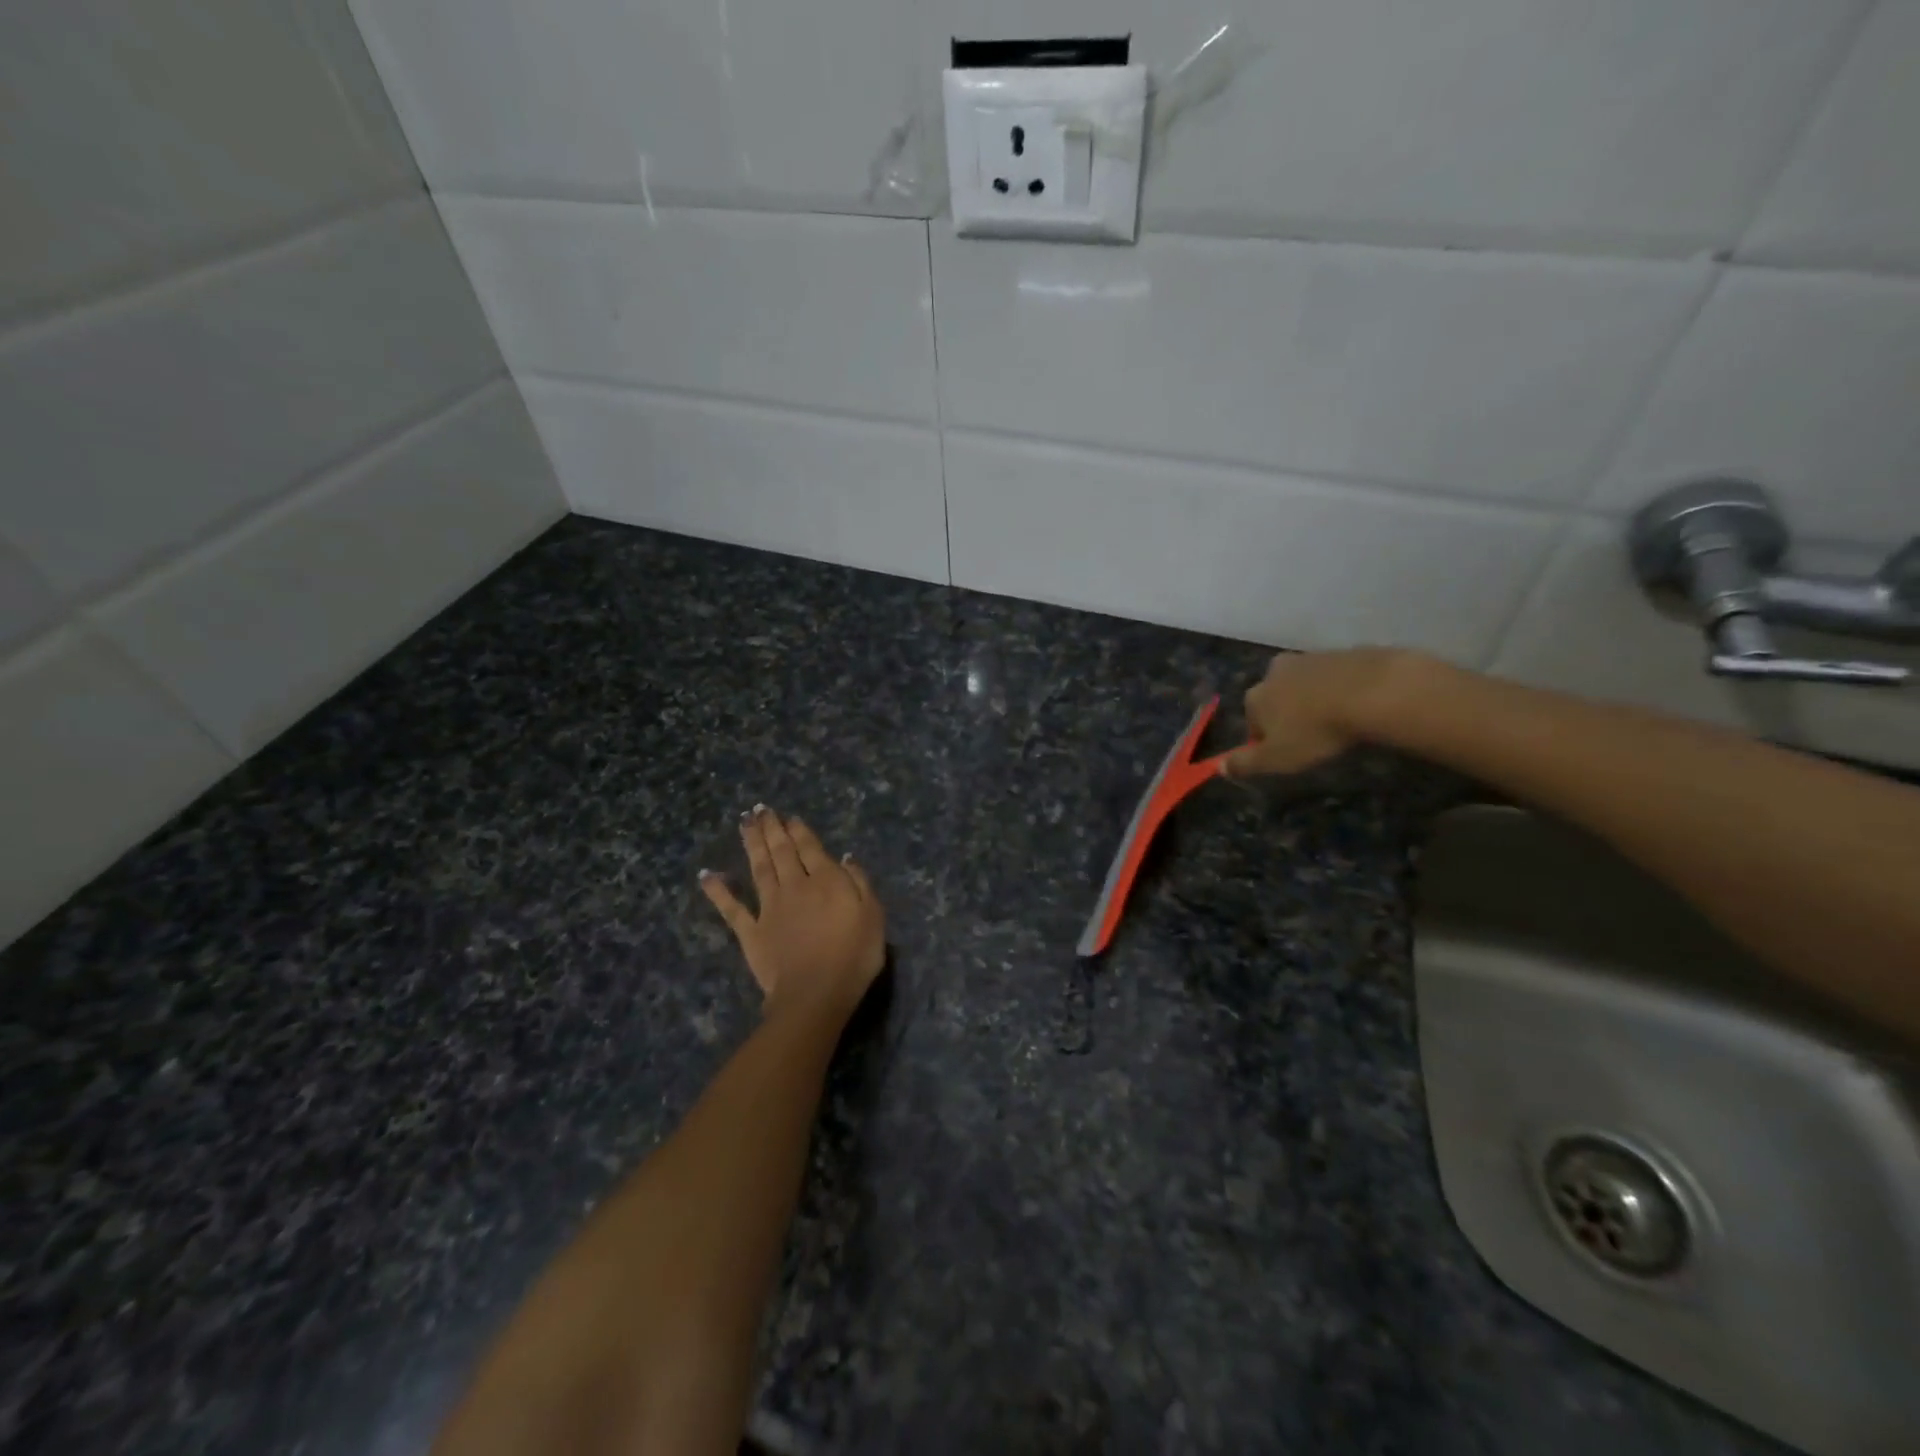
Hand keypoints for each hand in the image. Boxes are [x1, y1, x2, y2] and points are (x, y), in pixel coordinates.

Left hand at [700, 807, 885, 1020]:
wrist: (816, 993)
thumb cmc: (853, 956)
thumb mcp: (873, 915)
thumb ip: (859, 882)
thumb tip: (845, 857)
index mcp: (826, 880)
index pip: (810, 848)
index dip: (799, 831)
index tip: (789, 817)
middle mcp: (795, 886)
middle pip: (781, 851)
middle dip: (772, 829)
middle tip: (760, 809)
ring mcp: (769, 908)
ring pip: (759, 868)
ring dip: (752, 844)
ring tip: (744, 823)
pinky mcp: (751, 932)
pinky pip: (732, 908)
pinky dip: (718, 891)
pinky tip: (707, 875)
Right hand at [1223, 648, 1413, 777]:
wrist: (1373, 692)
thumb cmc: (1316, 730)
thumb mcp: (1277, 758)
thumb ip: (1245, 764)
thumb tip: (1218, 767)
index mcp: (1256, 695)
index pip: (1251, 719)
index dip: (1267, 738)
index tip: (1288, 753)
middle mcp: (1276, 671)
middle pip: (1277, 696)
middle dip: (1289, 713)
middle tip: (1313, 736)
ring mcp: (1311, 658)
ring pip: (1306, 683)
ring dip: (1315, 699)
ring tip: (1338, 722)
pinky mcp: (1344, 652)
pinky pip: (1336, 676)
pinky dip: (1342, 688)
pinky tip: (1359, 706)